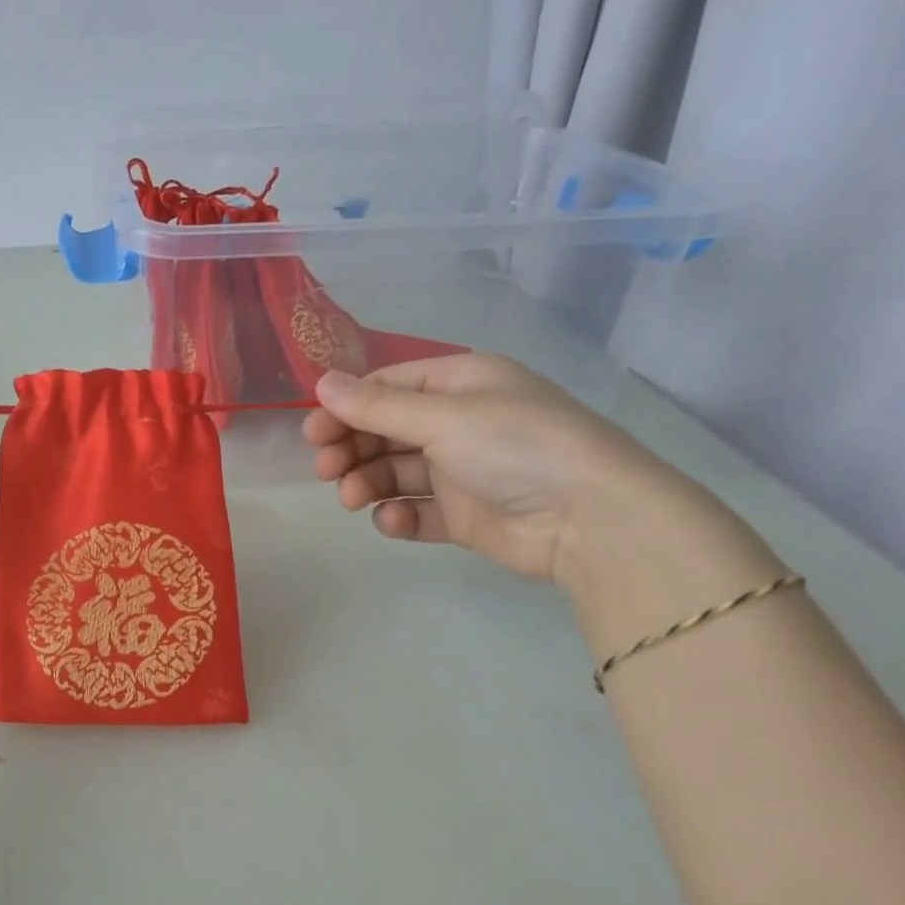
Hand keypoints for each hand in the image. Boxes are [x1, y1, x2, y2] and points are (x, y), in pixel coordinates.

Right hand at [303, 354, 693, 587]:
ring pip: (395, 471)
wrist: (591, 521)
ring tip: (353, 499)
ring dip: (367, 482)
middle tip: (325, 469)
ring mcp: (462, 472)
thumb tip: (321, 384)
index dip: (347, 407)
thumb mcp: (442, 417)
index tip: (313, 432)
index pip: (389, 387)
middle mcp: (460, 423)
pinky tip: (393, 521)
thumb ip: (376, 406)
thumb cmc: (515, 446)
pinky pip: (417, 511)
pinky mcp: (464, 516)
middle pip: (386, 430)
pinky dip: (399, 515)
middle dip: (351, 447)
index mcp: (461, 385)